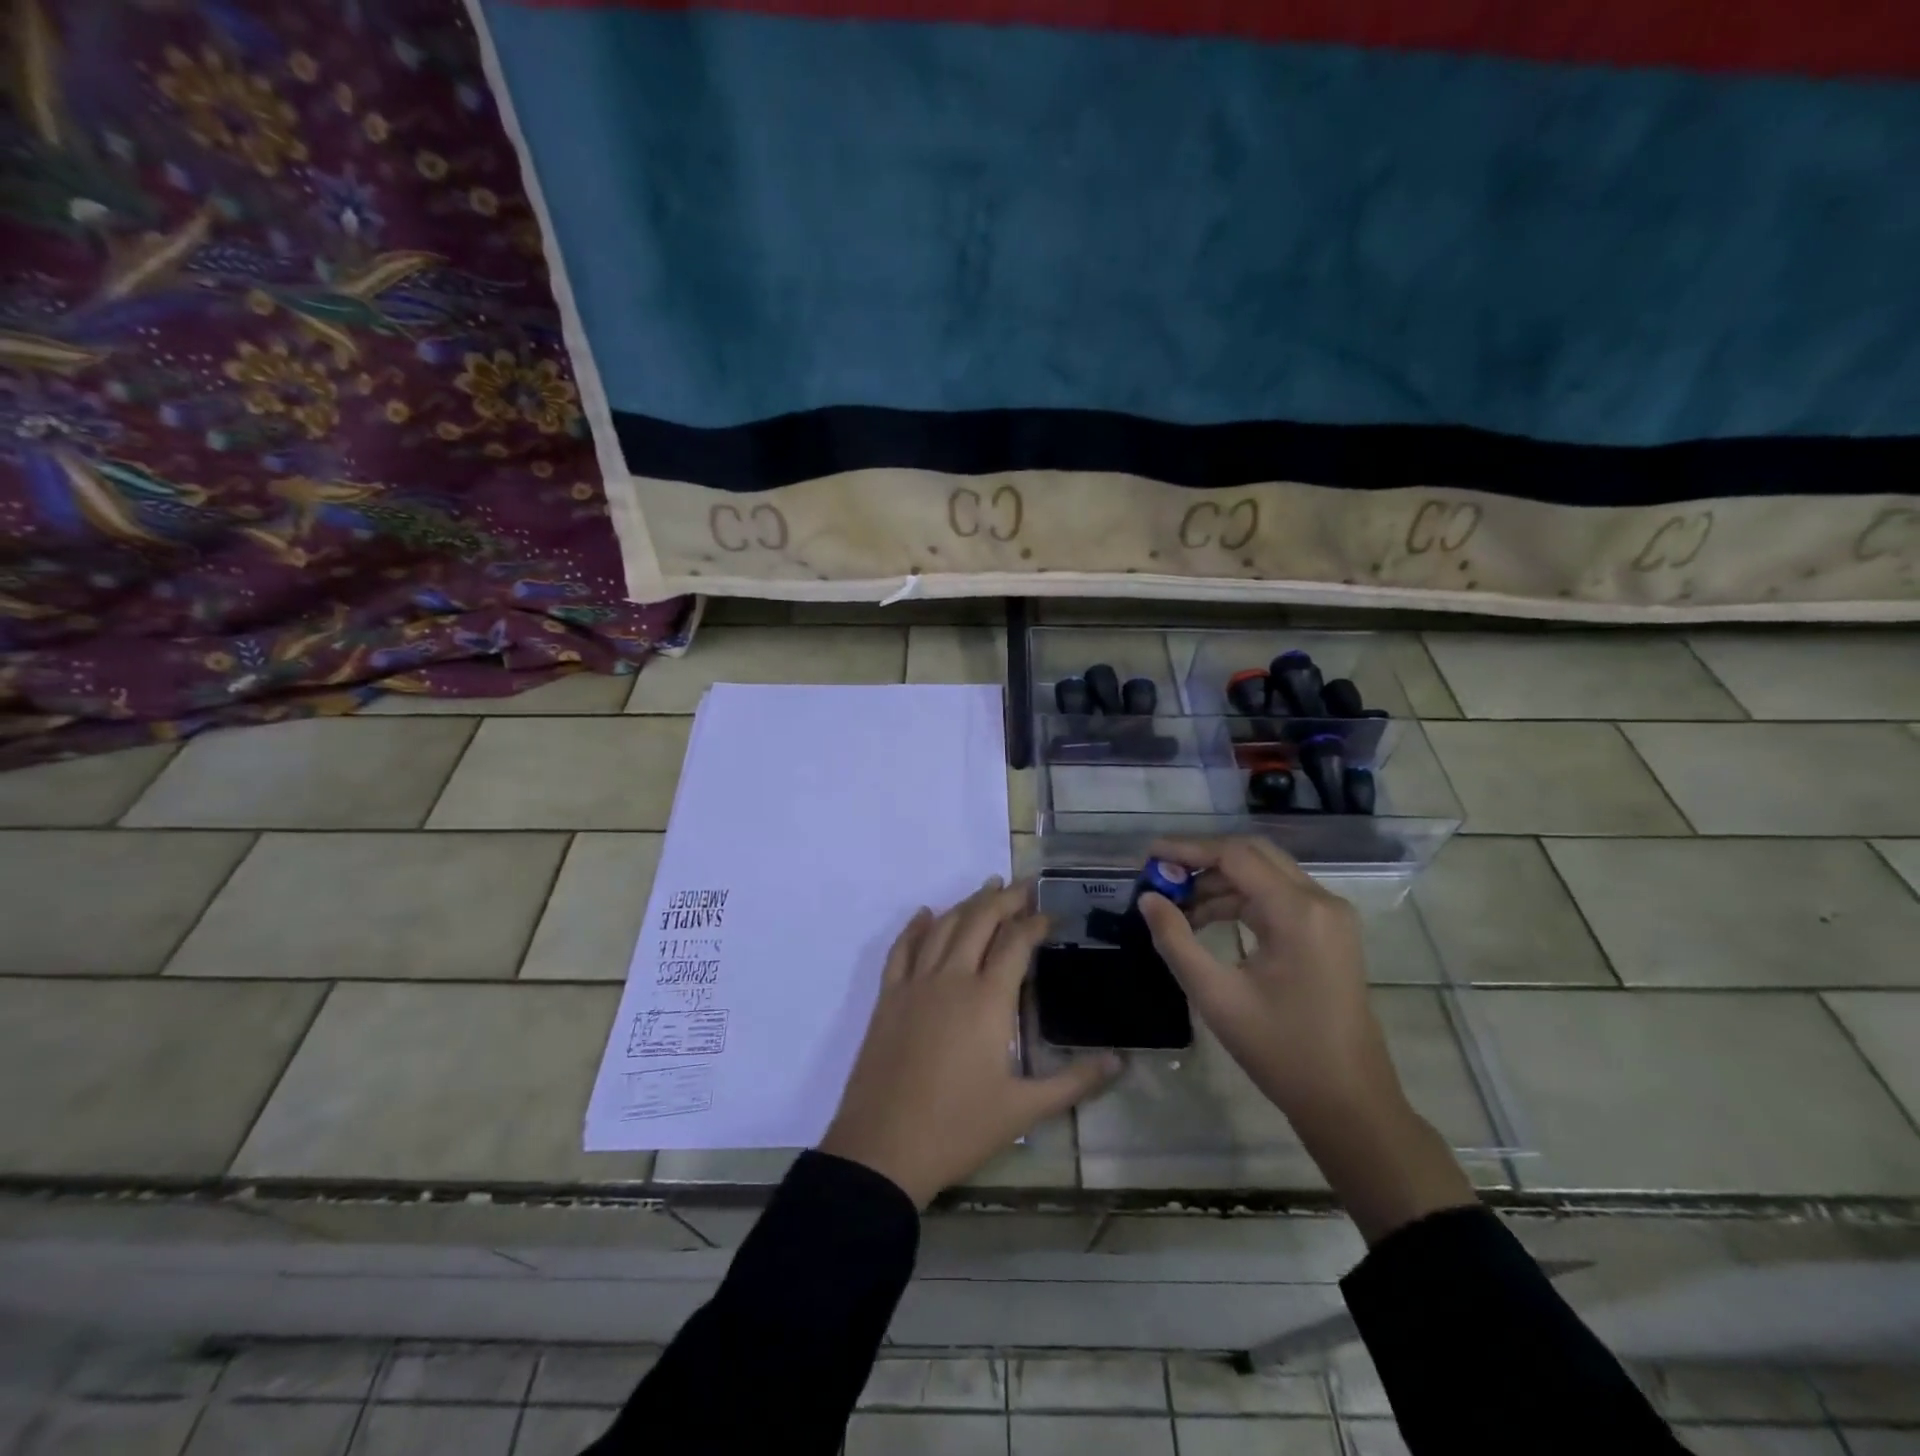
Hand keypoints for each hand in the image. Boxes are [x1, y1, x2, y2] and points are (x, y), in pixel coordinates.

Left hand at [819, 877, 1120, 1208]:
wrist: (882, 1149)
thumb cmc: (958, 1128)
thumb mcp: (1024, 1111)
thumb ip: (1074, 1083)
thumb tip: (1120, 1062)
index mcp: (987, 999)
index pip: (1016, 943)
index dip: (1035, 923)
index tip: (1052, 915)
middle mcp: (951, 978)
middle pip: (979, 920)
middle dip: (1004, 899)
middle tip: (1024, 886)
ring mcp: (915, 984)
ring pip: (943, 927)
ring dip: (966, 903)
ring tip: (987, 888)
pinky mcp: (888, 998)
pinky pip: (901, 949)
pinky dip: (915, 927)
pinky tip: (925, 914)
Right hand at [1135, 836, 1398, 1127]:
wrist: (1349, 1102)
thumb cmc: (1281, 1051)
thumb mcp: (1216, 996)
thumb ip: (1176, 940)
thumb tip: (1147, 899)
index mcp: (1297, 911)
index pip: (1235, 855)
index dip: (1188, 850)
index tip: (1148, 856)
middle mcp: (1321, 901)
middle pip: (1253, 855)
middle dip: (1203, 860)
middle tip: (1161, 876)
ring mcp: (1330, 916)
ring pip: (1265, 874)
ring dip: (1220, 881)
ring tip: (1176, 905)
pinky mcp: (1330, 932)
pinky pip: (1279, 896)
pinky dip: (1241, 899)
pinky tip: (1208, 919)